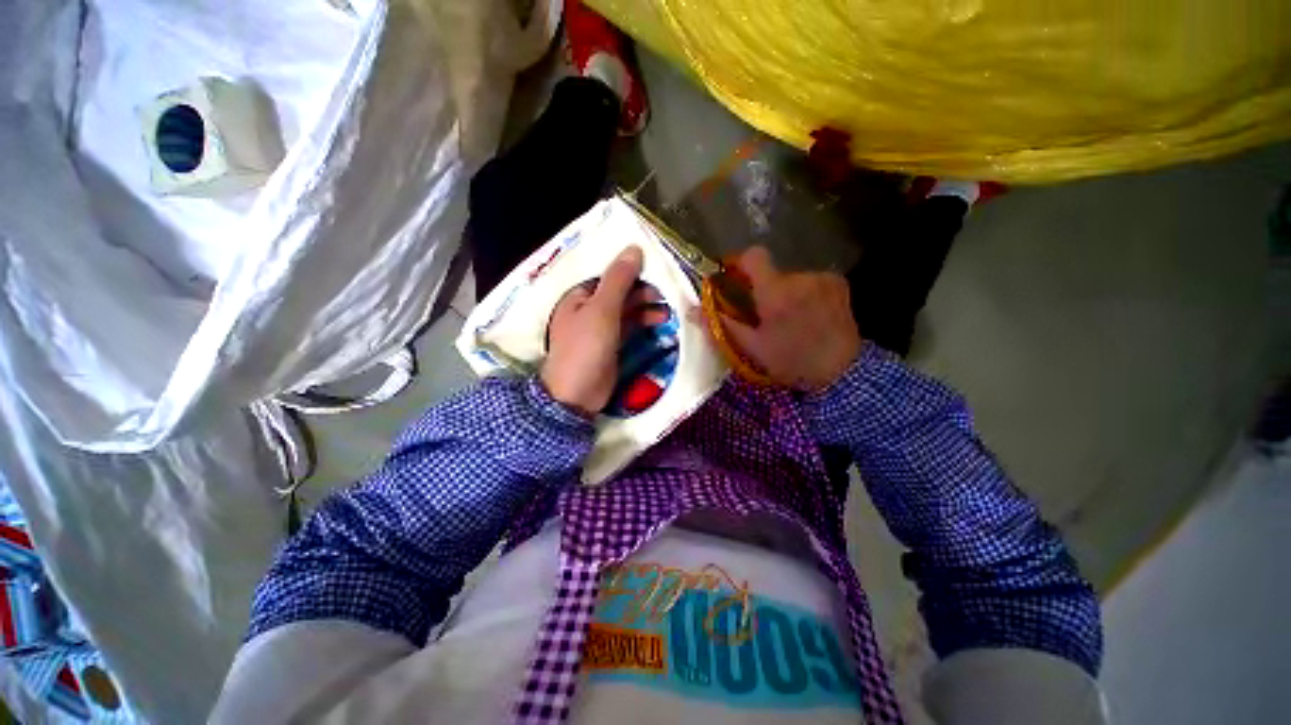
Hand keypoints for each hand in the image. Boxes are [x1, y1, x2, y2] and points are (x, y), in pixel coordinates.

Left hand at [541, 246, 665, 415]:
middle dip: (643, 292)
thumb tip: (634, 248)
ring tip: (669, 311)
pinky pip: (630, 327)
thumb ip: (618, 280)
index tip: (657, 271)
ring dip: (647, 308)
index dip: (632, 271)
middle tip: (668, 294)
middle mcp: (589, 308)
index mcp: (580, 295)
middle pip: (620, 292)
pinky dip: (644, 324)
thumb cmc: (585, 347)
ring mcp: (601, 328)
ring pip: (627, 310)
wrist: (577, 395)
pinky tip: (661, 323)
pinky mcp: (612, 345)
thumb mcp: (602, 309)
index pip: (609, 275)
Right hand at [715, 247, 861, 390]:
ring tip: (790, 320)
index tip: (734, 280)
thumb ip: (721, 325)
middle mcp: (800, 278)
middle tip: (763, 315)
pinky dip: (804, 294)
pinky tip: (809, 315)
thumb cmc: (791, 361)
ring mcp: (823, 278)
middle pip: (771, 272)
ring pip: (791, 279)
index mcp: (776, 292)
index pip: (753, 256)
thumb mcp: (751, 348)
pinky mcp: (838, 283)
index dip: (739, 263)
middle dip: (763, 289)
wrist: (843, 373)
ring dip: (785, 293)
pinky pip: (811, 281)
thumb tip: (692, 310)